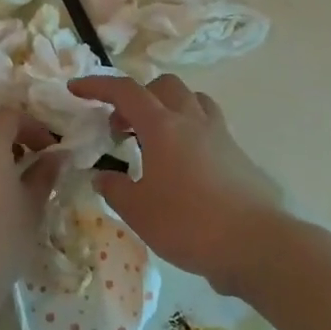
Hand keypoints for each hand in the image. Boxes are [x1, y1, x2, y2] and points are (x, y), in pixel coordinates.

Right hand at [68, 74, 283, 295]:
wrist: (255, 244)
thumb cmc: (188, 224)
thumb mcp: (138, 211)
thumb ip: (115, 189)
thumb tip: (102, 177)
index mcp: (163, 127)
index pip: (125, 91)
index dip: (97, 85)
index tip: (76, 89)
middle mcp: (192, 121)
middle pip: (163, 86)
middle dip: (137, 97)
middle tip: (121, 128)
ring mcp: (220, 135)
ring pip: (191, 100)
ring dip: (167, 108)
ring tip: (153, 140)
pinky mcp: (237, 154)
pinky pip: (208, 125)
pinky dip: (188, 130)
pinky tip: (181, 164)